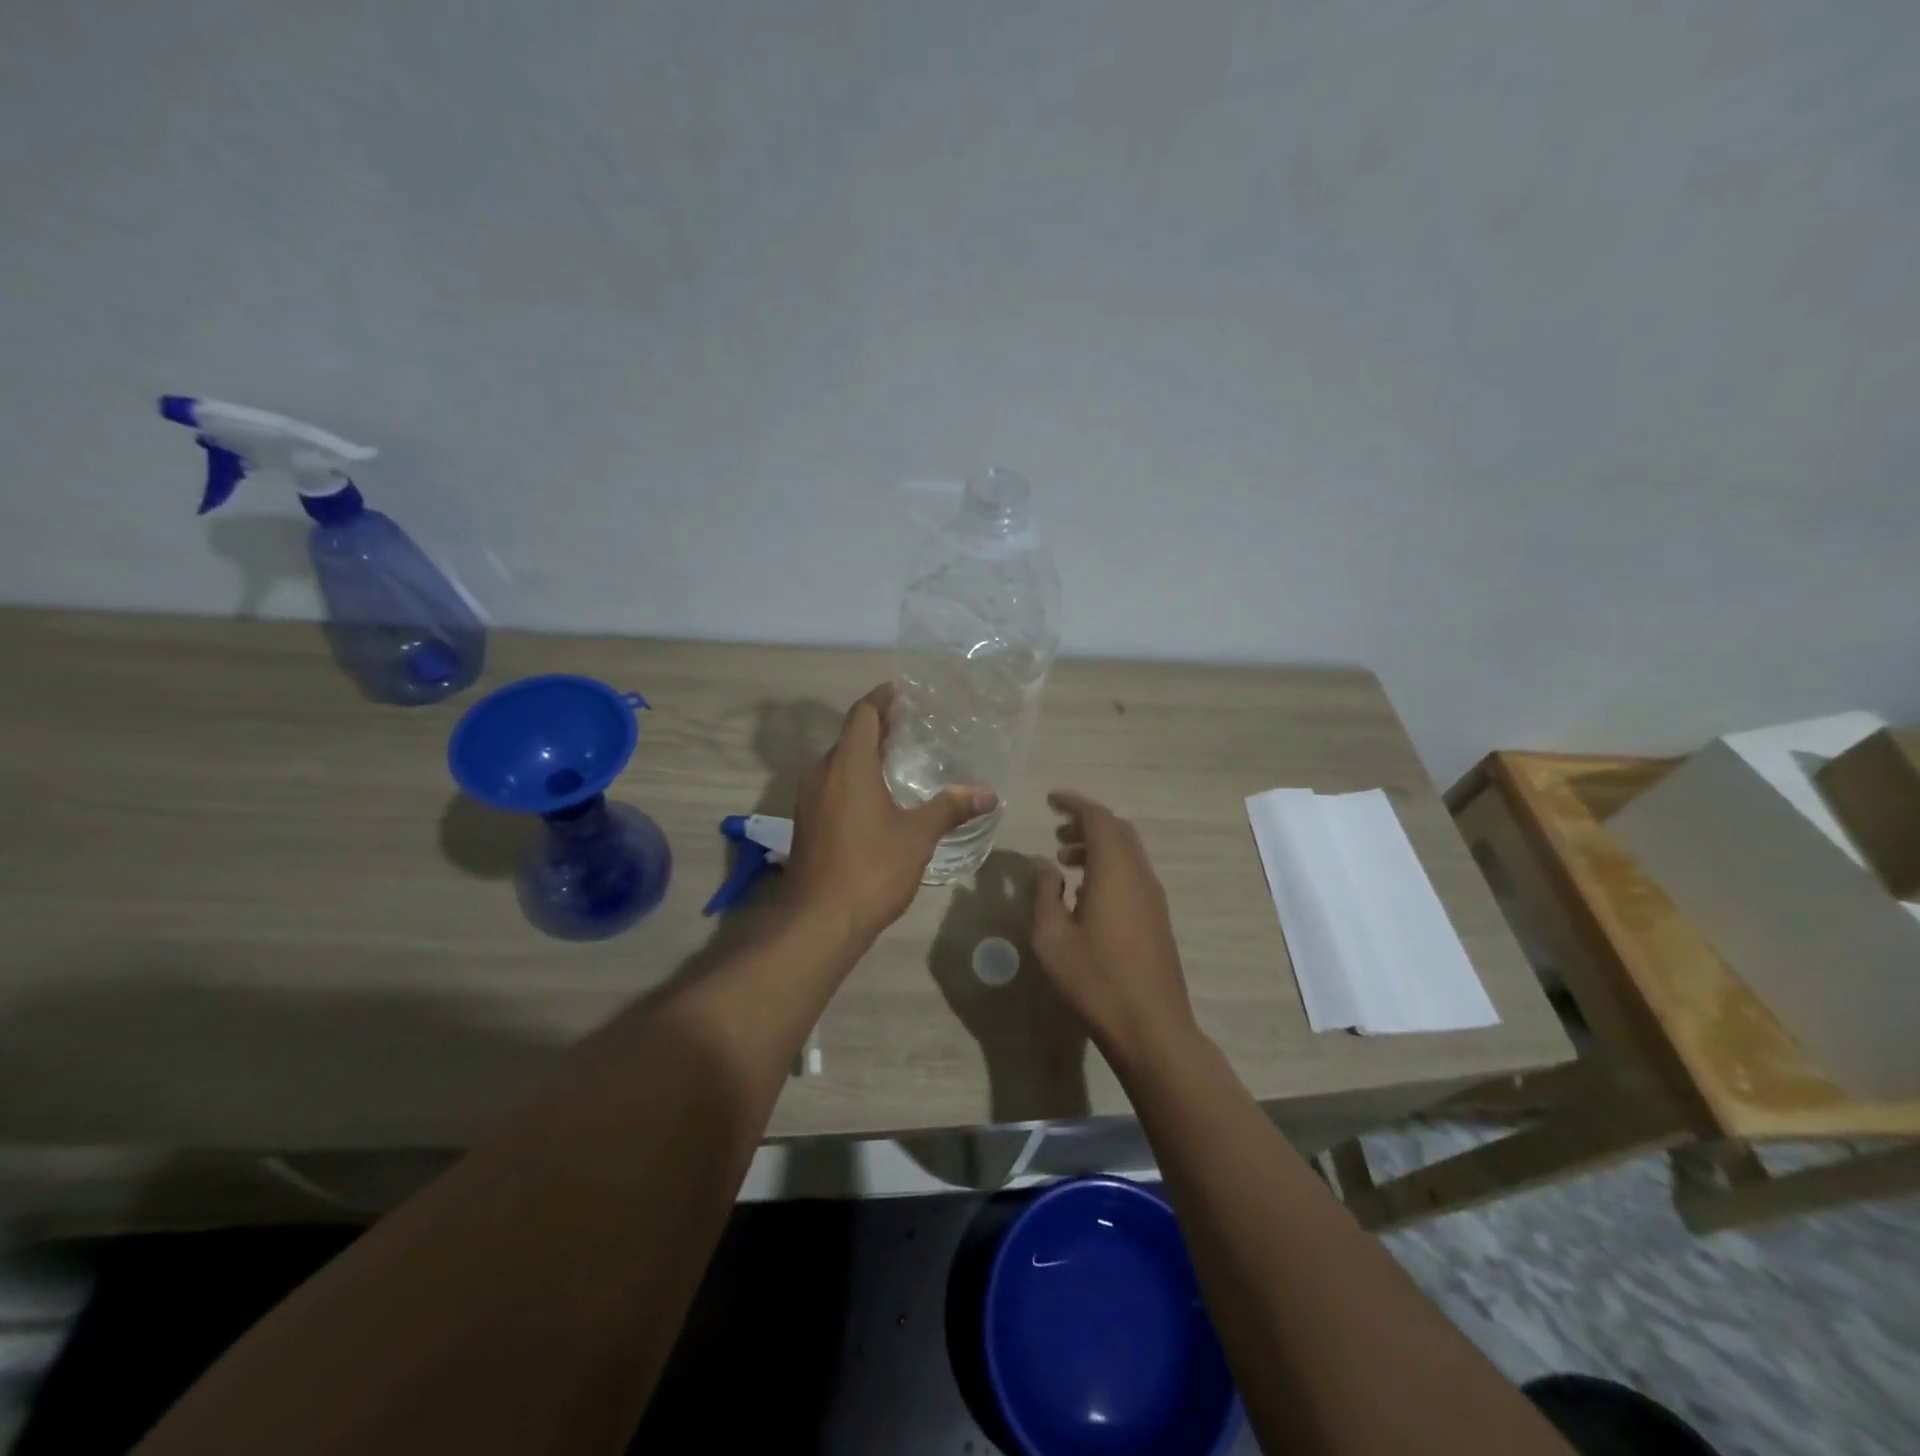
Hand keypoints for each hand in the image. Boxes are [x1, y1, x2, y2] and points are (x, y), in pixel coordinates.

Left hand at [784, 685, 996, 946]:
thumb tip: (988, 792)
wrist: (819, 921)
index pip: (863, 713)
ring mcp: (809, 798)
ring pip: (839, 762)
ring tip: (903, 760)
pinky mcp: (807, 821)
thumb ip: (950, 808)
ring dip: (867, 755)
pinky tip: (880, 798)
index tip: (906, 692)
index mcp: (848, 765)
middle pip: (851, 736)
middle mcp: (822, 773)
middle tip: (916, 727)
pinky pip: (832, 785)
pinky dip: (855, 779)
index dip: (883, 698)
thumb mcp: (917, 836)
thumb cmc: (870, 869)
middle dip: (880, 727)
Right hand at [1031, 791, 1199, 1063]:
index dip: (1075, 803)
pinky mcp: (1158, 918)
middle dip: (1087, 824)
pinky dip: (1109, 867)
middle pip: (1118, 831)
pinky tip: (1087, 894)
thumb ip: (1044, 893)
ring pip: (1128, 853)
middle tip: (1057, 832)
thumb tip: (1045, 864)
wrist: (1151, 1027)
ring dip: (1098, 847)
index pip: (1098, 818)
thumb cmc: (1095, 979)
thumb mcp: (1051, 937)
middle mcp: (1140, 875)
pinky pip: (1133, 874)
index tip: (1051, 800)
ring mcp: (1154, 897)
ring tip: (1065, 862)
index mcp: (1115, 871)